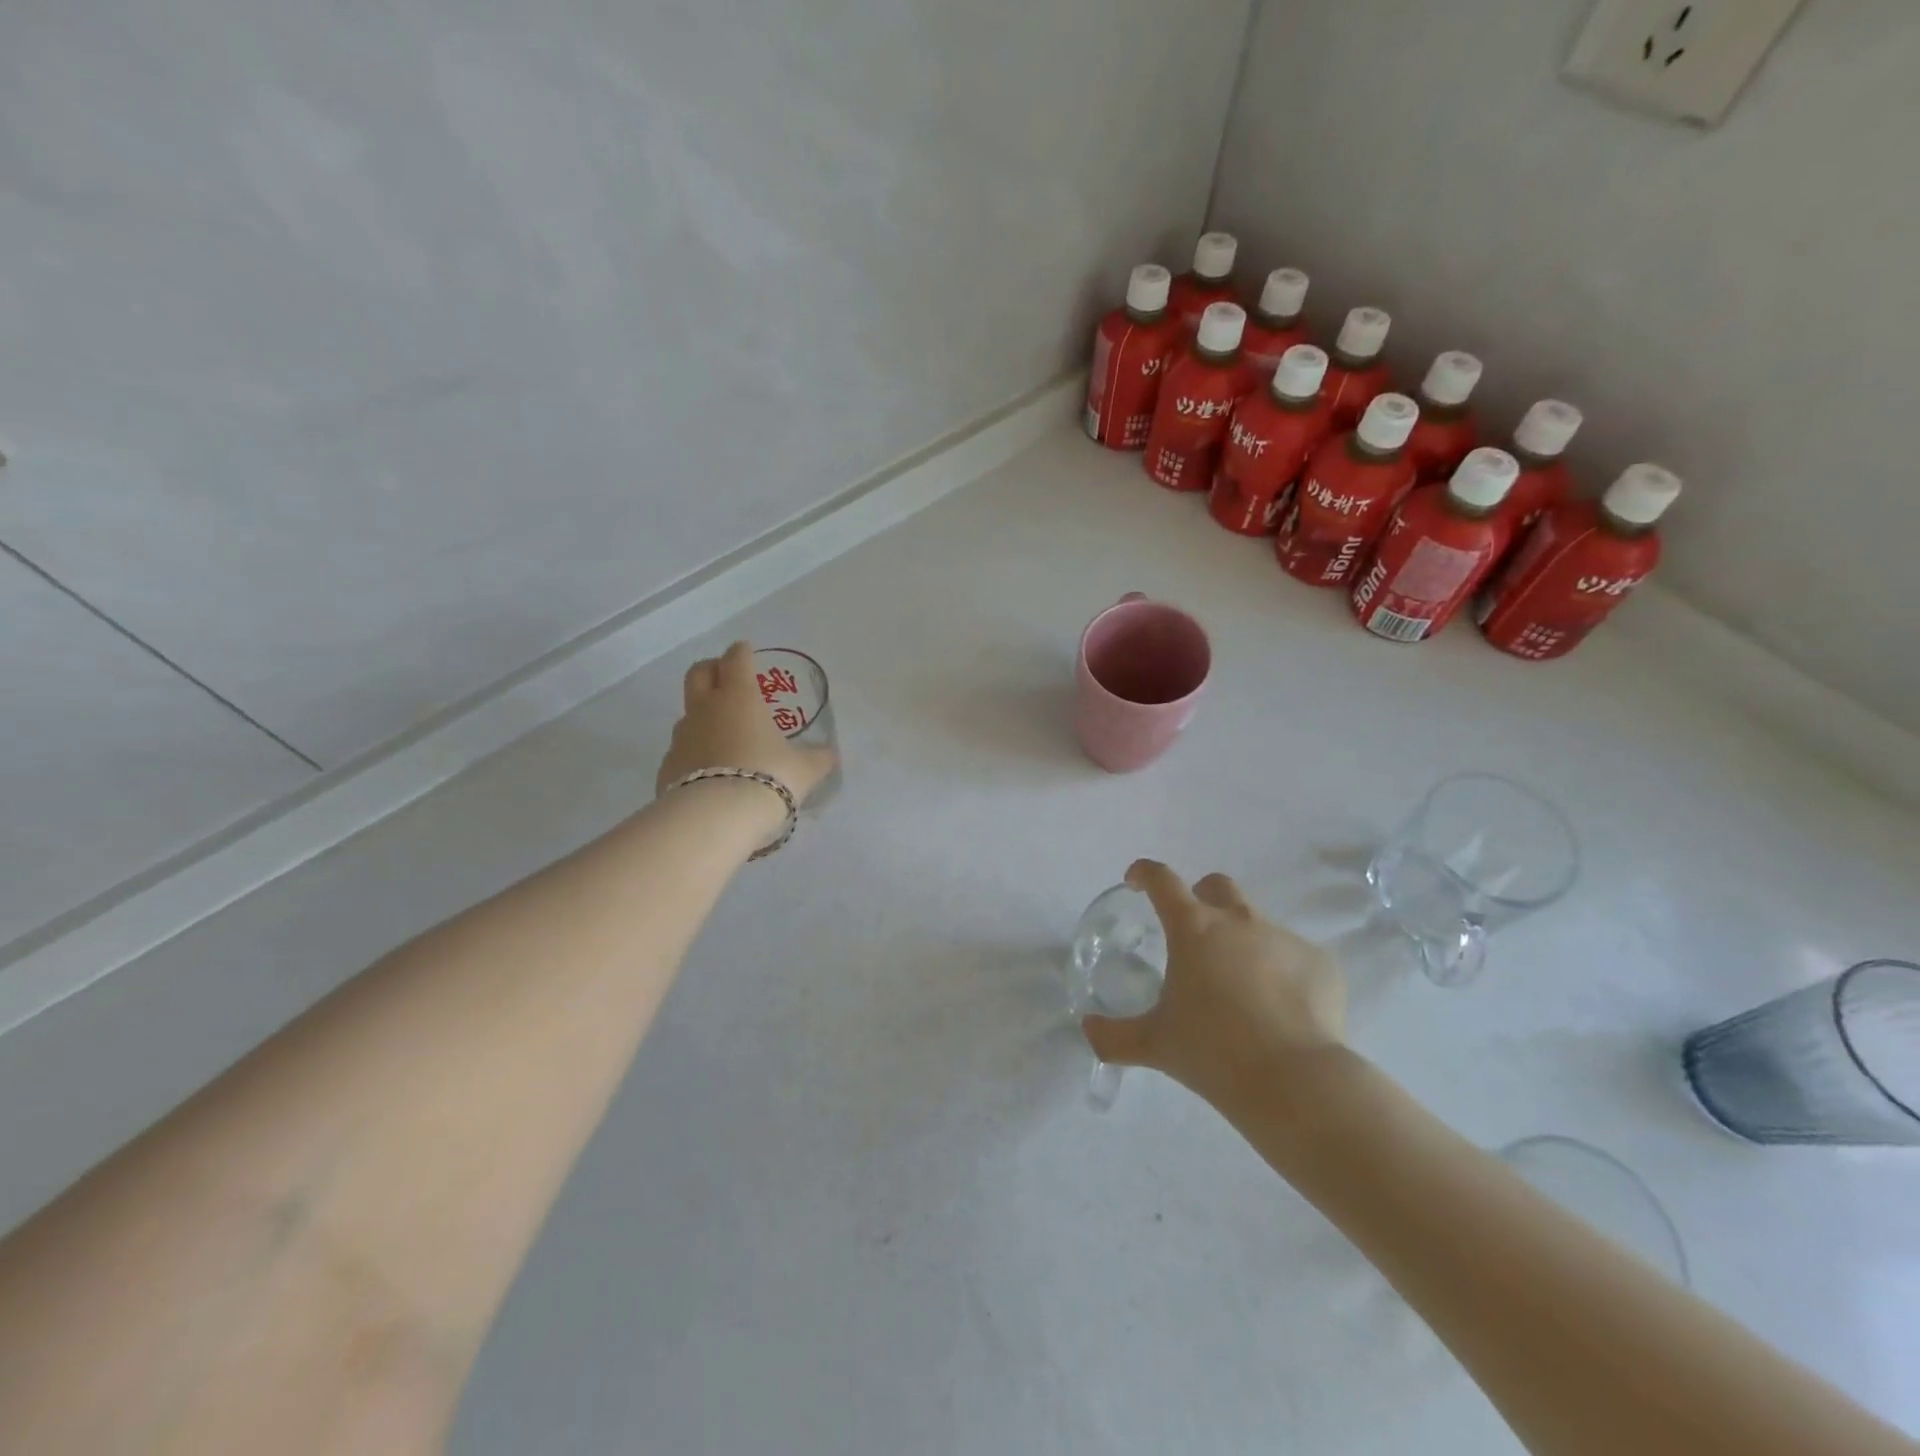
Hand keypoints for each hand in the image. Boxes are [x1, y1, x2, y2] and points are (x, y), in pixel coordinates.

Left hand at [656, 641, 837, 809]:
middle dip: (712, 669)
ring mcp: (682, 737)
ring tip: (722, 734)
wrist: (716, 818)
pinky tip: (709, 771)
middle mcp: (706, 709)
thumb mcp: (805, 769)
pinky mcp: (668, 766)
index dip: (743, 652)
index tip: (747, 652)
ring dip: (702, 715)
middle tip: (726, 677)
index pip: (736, 659)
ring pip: (688, 713)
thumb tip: (831, 755)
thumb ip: (819, 758)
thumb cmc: (768, 778)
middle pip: (698, 673)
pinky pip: (682, 751)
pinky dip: (694, 753)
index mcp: (740, 698)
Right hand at [1082, 860, 1344, 1107]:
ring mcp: (1285, 938)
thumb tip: (1087, 1030)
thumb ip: (1114, 1036)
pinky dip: (1284, 973)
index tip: (1136, 881)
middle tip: (1194, 933)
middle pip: (1217, 886)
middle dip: (1202, 897)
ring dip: (1244, 943)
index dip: (1145, 874)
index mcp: (1193, 928)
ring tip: (1242, 990)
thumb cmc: (1213, 1052)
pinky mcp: (1322, 964)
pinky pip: (1296, 958)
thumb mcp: (1154, 1044)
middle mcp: (1239, 921)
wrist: (1296, 1082)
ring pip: (1258, 925)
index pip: (1161, 880)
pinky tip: (1283, 1011)